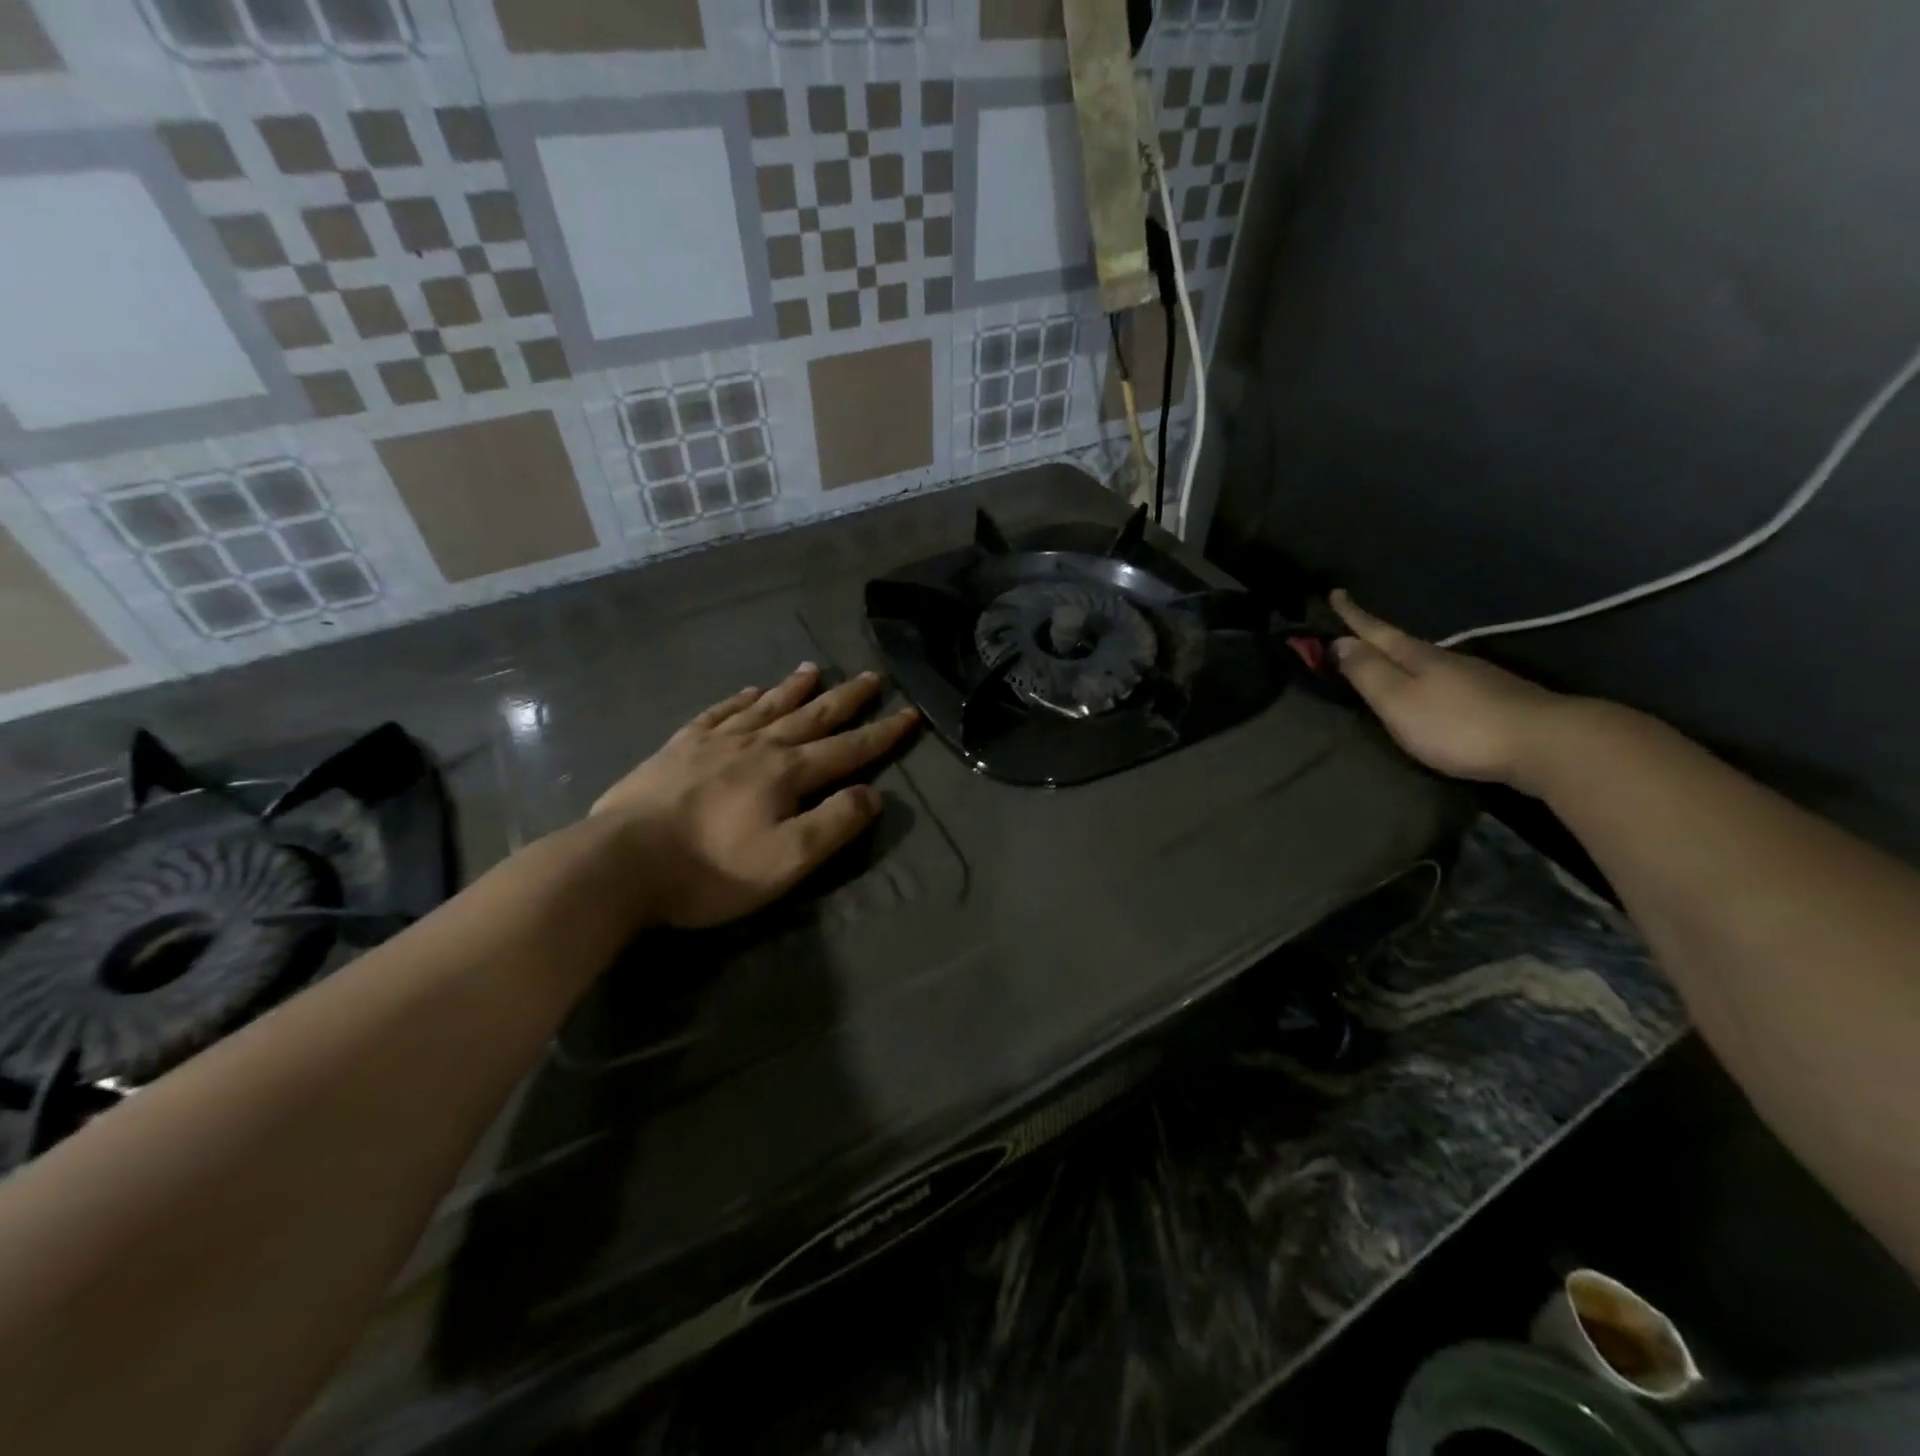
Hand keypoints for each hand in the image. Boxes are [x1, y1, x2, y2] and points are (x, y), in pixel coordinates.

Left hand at [591, 664, 918, 928]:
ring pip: (765, 707)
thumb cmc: (711, 870)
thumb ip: (834, 824)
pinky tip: (748, 691)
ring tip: (813, 669)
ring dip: (794, 689)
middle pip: (810, 717)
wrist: (621, 863)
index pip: (847, 749)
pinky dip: (739, 700)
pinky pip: (717, 714)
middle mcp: (756, 747)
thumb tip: (872, 793)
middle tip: (870, 676)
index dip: (881, 734)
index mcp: (786, 774)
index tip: (908, 713)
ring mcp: (713, 743)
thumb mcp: (787, 860)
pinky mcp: (677, 748)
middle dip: (845, 699)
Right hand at [1330, 591, 1573, 789]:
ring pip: (1428, 662)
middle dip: (1376, 637)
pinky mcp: (1496, 699)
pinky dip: (1428, 679)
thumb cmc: (1458, 724)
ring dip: (1402, 659)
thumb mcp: (1399, 700)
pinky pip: (1448, 680)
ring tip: (1387, 662)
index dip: (1354, 615)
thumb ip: (1368, 673)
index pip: (1377, 632)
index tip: (1336, 592)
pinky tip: (1432, 690)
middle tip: (1352, 629)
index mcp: (1418, 657)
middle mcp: (1447, 659)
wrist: (1545, 743)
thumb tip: (1339, 641)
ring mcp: (1476, 678)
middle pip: (1402, 644)